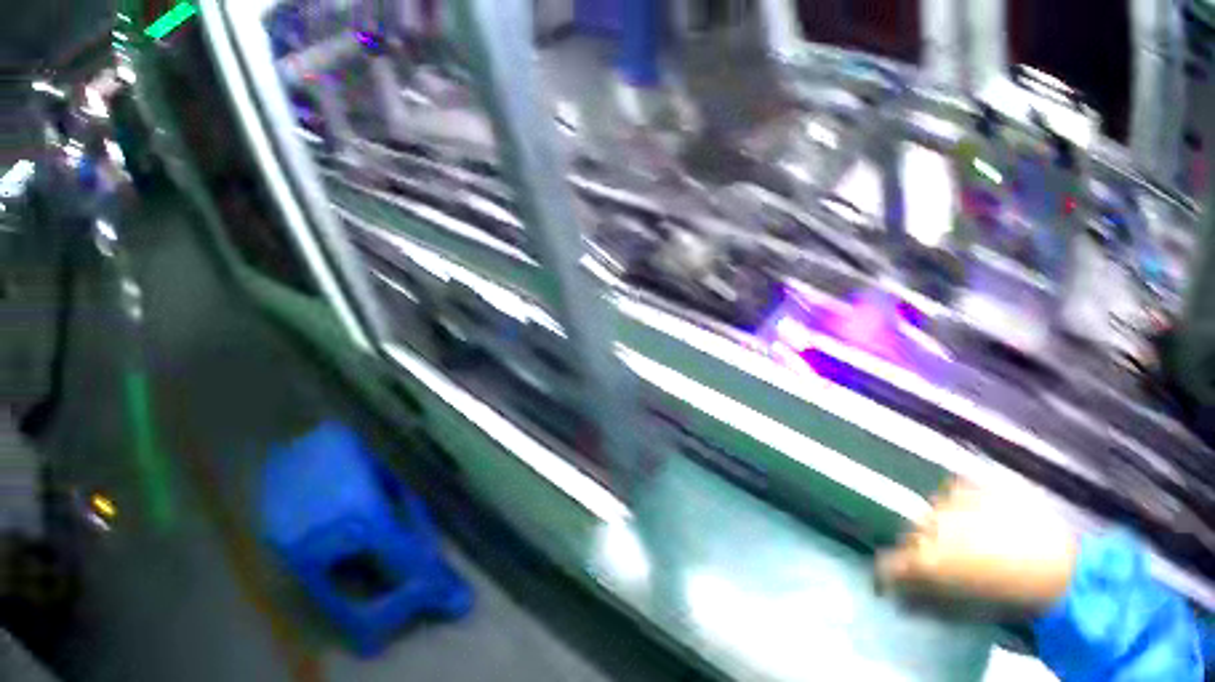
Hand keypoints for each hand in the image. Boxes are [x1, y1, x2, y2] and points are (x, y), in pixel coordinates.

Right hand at [876, 480, 1077, 616]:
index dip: (888, 578)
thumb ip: (921, 600)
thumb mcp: (952, 612)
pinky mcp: (985, 483)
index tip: (894, 585)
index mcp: (926, 561)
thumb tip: (904, 595)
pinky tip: (973, 515)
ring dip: (937, 524)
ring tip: (957, 538)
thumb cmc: (998, 599)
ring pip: (933, 508)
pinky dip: (958, 502)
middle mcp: (936, 525)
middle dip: (915, 549)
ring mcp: (962, 499)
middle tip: (933, 564)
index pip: (887, 565)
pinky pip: (958, 489)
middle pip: (910, 533)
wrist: (1047, 566)